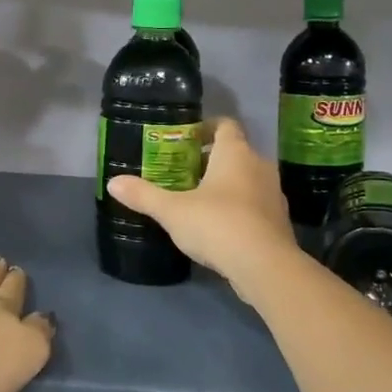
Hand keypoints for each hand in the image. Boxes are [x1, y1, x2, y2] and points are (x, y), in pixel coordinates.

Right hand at [107, 117, 296, 286]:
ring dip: (225, 184)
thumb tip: (113, 183)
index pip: (225, 125)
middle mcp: (259, 166)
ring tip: (196, 199)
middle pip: (235, 152)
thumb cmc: (217, 224)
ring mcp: (273, 194)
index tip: (185, 138)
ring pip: (247, 179)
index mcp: (235, 153)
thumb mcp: (172, 210)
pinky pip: (254, 203)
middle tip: (182, 171)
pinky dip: (238, 207)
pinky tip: (218, 226)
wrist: (266, 267)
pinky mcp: (279, 221)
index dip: (206, 127)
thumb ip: (143, 195)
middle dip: (210, 159)